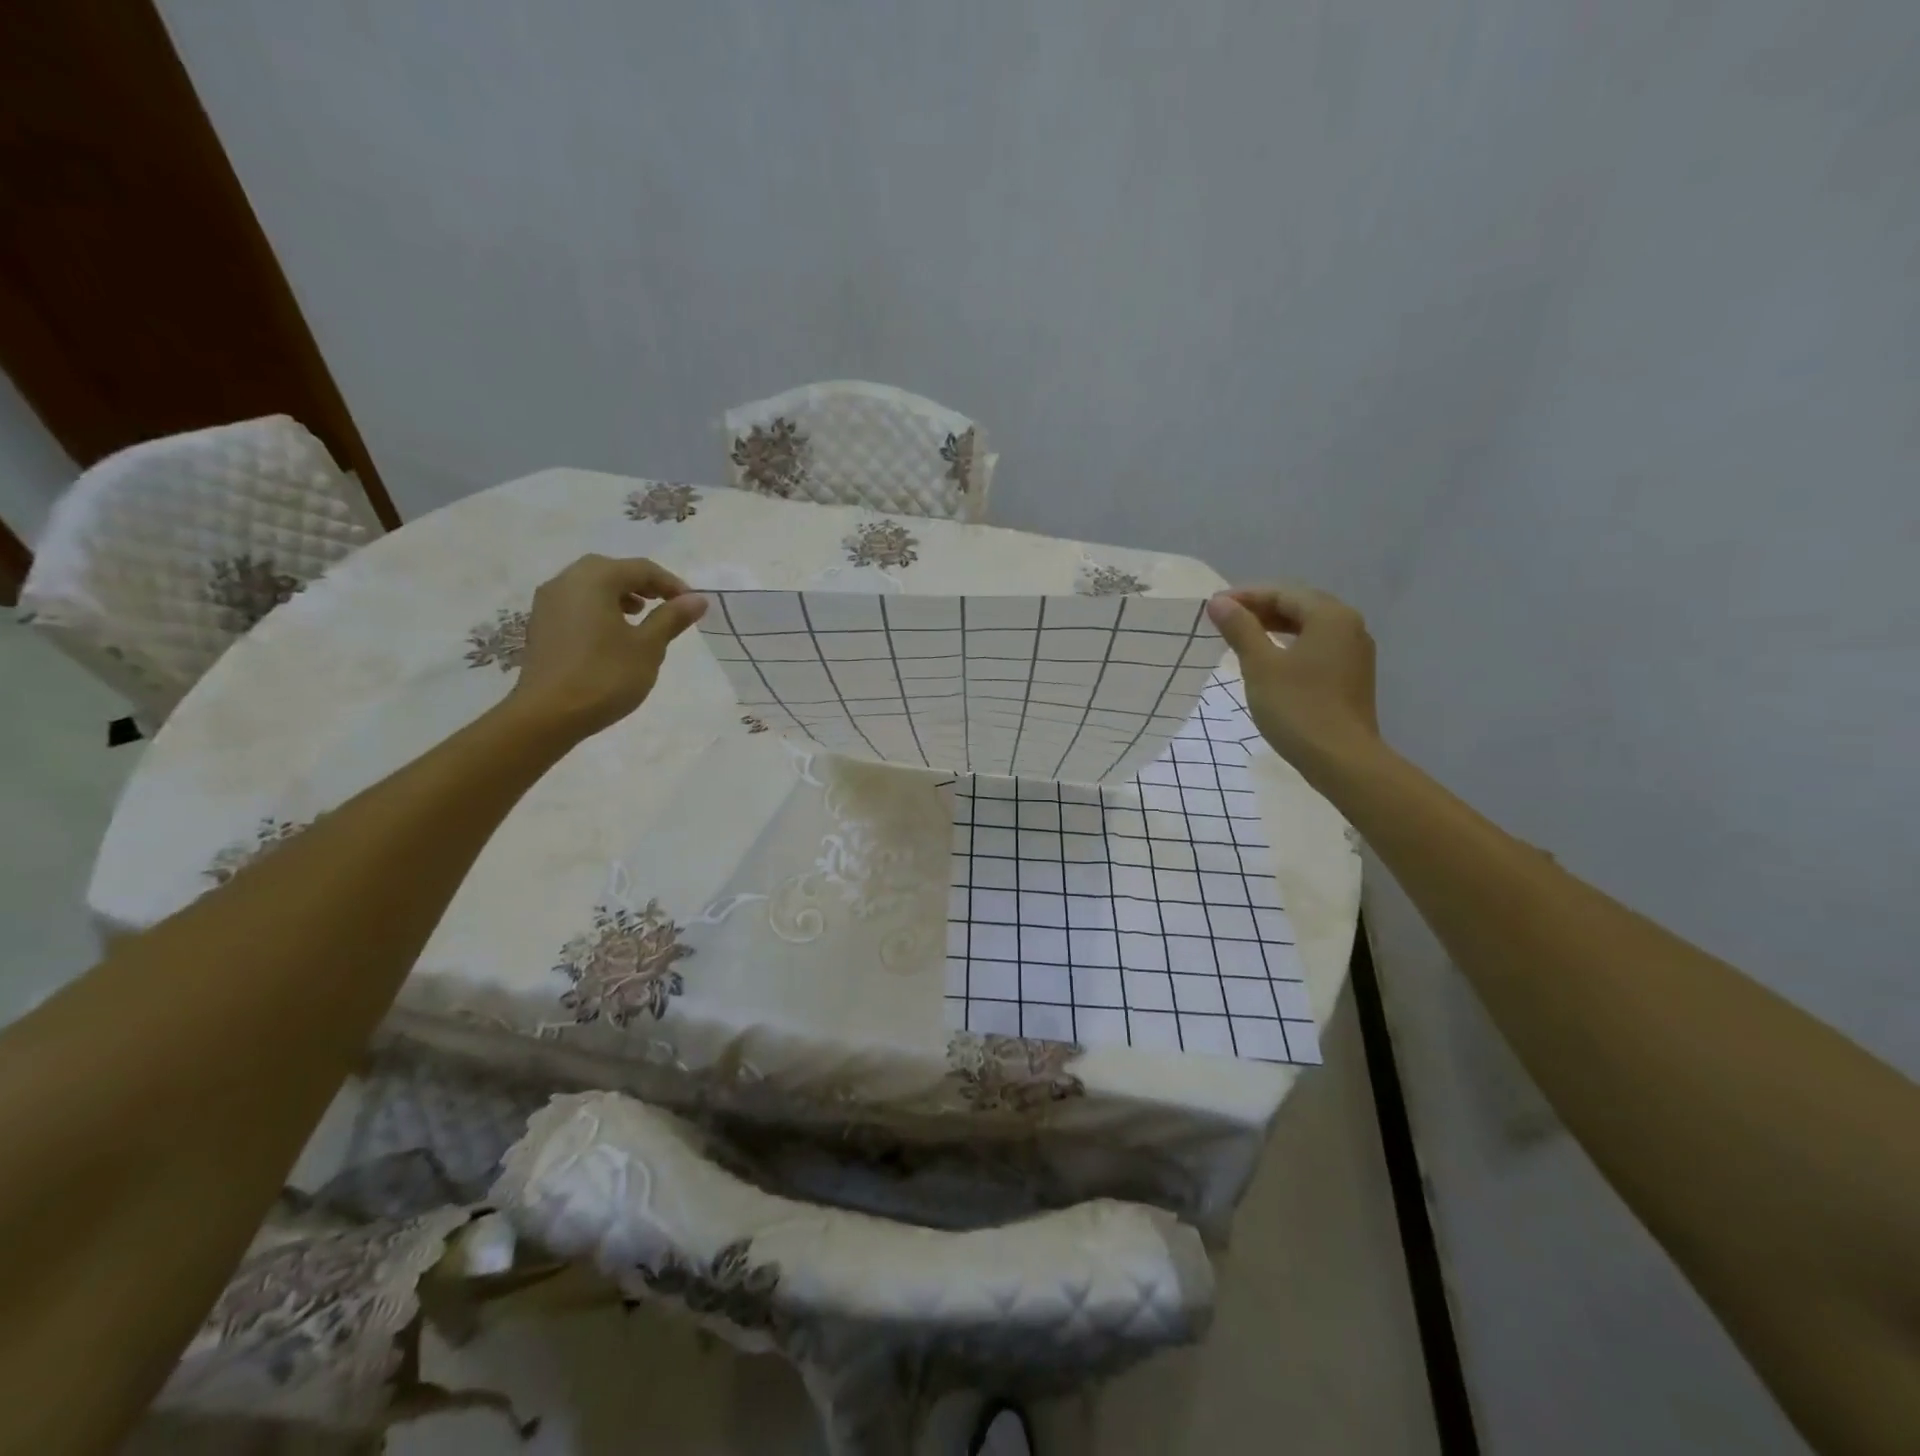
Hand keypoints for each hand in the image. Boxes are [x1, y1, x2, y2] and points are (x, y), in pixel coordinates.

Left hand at [506, 555, 707, 738]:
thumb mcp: (648, 647)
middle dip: (643, 585)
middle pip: (612, 570)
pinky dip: (600, 608)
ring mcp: (548, 603)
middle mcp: (566, 581)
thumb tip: (697, 599)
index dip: (671, 584)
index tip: (692, 605)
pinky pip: (577, 604)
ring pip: (591, 586)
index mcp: (594, 579)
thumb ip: (672, 618)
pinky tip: (613, 635)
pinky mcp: (541, 625)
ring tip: (641, 618)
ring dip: (620, 595)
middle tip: (666, 605)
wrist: (547, 715)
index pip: (641, 568)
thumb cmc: (605, 676)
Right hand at [1206, 584, 1379, 772]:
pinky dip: (1290, 645)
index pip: (1282, 593)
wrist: (1342, 760)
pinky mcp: (1352, 676)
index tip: (1213, 607)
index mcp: (1330, 616)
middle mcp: (1349, 626)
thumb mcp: (1260, 666)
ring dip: (1274, 627)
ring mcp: (1354, 652)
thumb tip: (1219, 603)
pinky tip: (1270, 659)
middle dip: (1260, 609)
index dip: (1245, 596)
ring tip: (1242, 637)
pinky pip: (1317, 646)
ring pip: (1309, 627)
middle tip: (1224, 619)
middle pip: (1299, 605)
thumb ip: (1240, 629)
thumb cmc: (1297, 708)